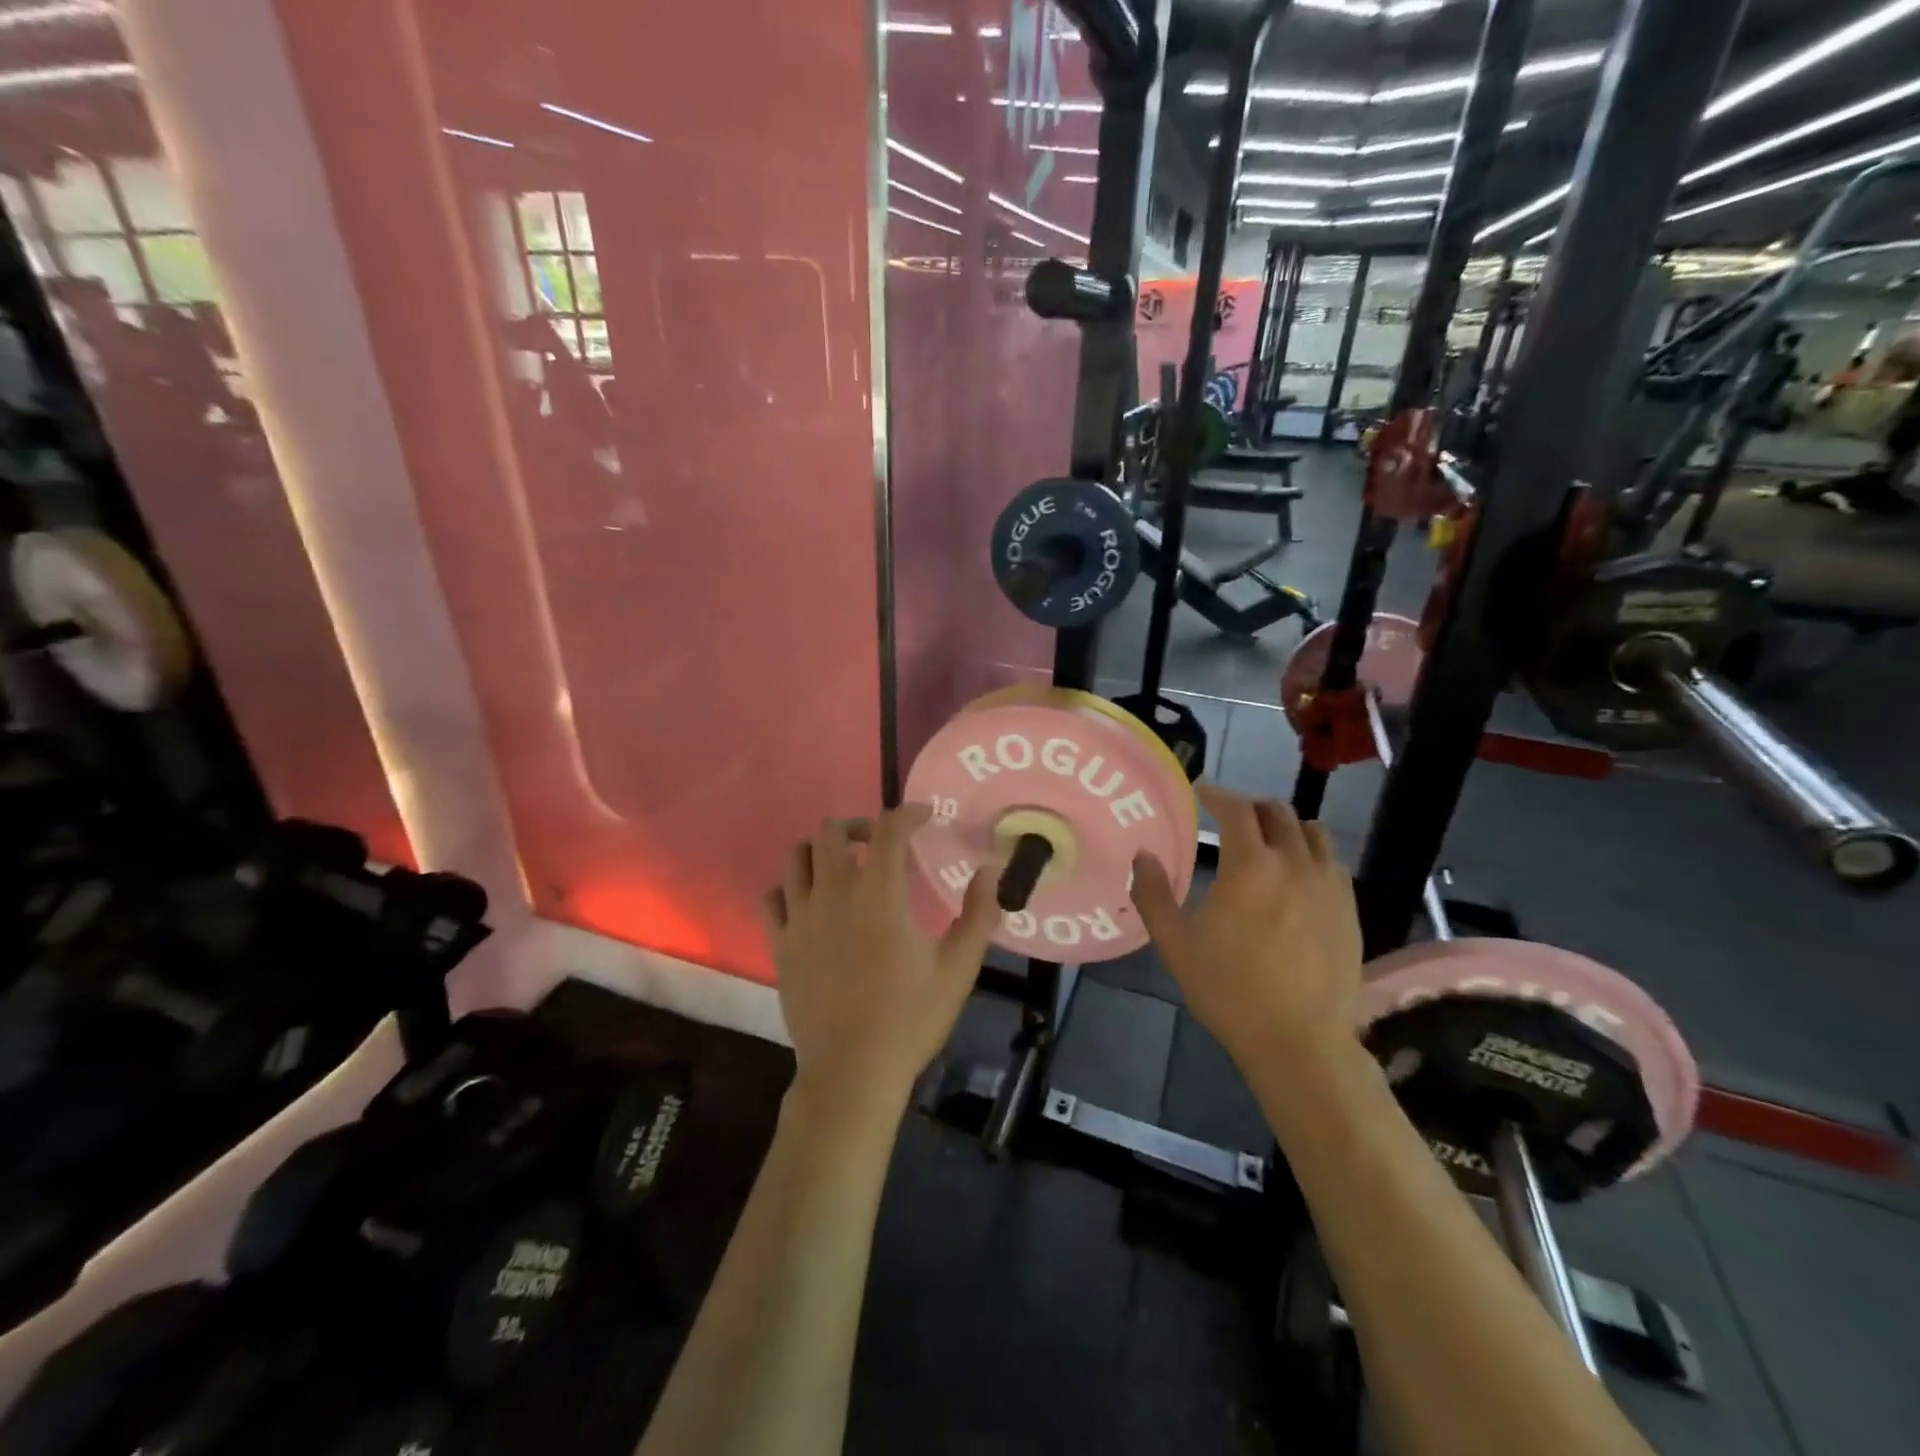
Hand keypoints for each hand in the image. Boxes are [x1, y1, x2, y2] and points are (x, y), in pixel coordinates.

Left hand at [761, 806, 999, 1112]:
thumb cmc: (910, 1018)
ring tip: (843, 866)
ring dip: (821, 850)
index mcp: (878, 894)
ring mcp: (800, 918)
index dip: (908, 814)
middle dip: (861, 826)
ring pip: (796, 856)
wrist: (853, 1072)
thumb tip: (989, 871)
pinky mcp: (780, 944)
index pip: (888, 829)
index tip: (925, 817)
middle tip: (881, 844)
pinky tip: (809, 901)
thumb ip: (978, 914)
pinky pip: (772, 896)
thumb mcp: (959, 968)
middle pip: (832, 831)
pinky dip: (789, 887)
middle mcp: (833, 893)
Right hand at [1130, 785, 1362, 1070]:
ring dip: (1286, 826)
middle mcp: (1294, 863)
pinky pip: (1332, 862)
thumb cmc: (1229, 990)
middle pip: (1277, 812)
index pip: (1236, 809)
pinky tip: (1298, 875)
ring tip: (1268, 840)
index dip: (1217, 794)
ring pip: (1312, 832)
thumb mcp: (1175, 944)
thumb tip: (1143, 855)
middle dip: (1250, 807)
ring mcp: (1328, 885)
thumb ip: (1153, 894)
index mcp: (1250, 866)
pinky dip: (1311, 853)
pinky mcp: (1349, 909)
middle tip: (1230, 818)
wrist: (1299, 1040)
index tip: (1202, 792)